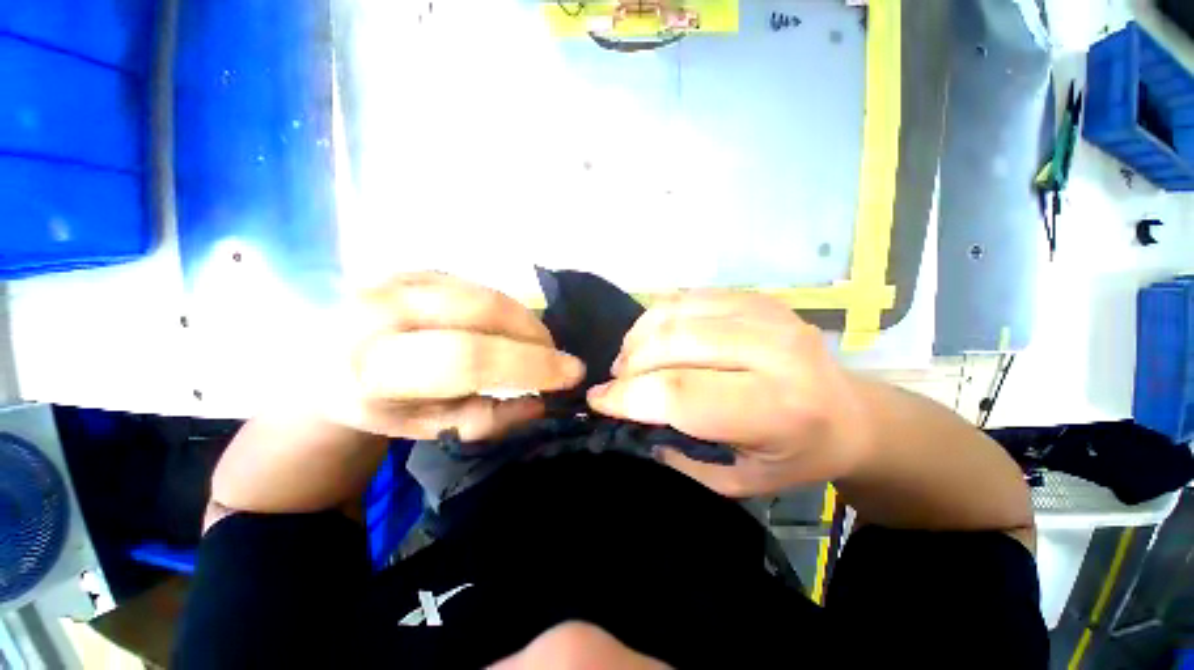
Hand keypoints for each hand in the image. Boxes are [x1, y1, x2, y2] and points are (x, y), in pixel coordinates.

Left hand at [324, 272, 585, 440]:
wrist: (319, 360)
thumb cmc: (377, 405)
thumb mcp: (427, 427)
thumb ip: (488, 419)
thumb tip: (541, 402)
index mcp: (374, 367)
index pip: (469, 357)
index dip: (530, 365)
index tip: (570, 373)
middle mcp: (382, 310)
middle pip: (484, 309)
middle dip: (535, 334)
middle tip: (557, 357)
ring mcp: (399, 279)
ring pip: (486, 292)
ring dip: (525, 319)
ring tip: (537, 344)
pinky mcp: (414, 267)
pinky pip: (478, 284)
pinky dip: (505, 308)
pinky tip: (508, 328)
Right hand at [586, 291, 869, 497]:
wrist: (851, 414)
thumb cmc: (795, 456)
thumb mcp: (738, 482)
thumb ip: (680, 455)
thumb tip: (629, 417)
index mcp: (776, 408)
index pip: (680, 392)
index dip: (629, 395)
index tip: (599, 400)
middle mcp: (774, 351)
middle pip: (673, 343)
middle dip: (630, 364)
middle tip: (617, 381)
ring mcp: (766, 314)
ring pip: (675, 313)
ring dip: (639, 337)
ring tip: (631, 359)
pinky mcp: (756, 297)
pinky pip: (688, 296)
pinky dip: (659, 317)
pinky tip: (655, 338)